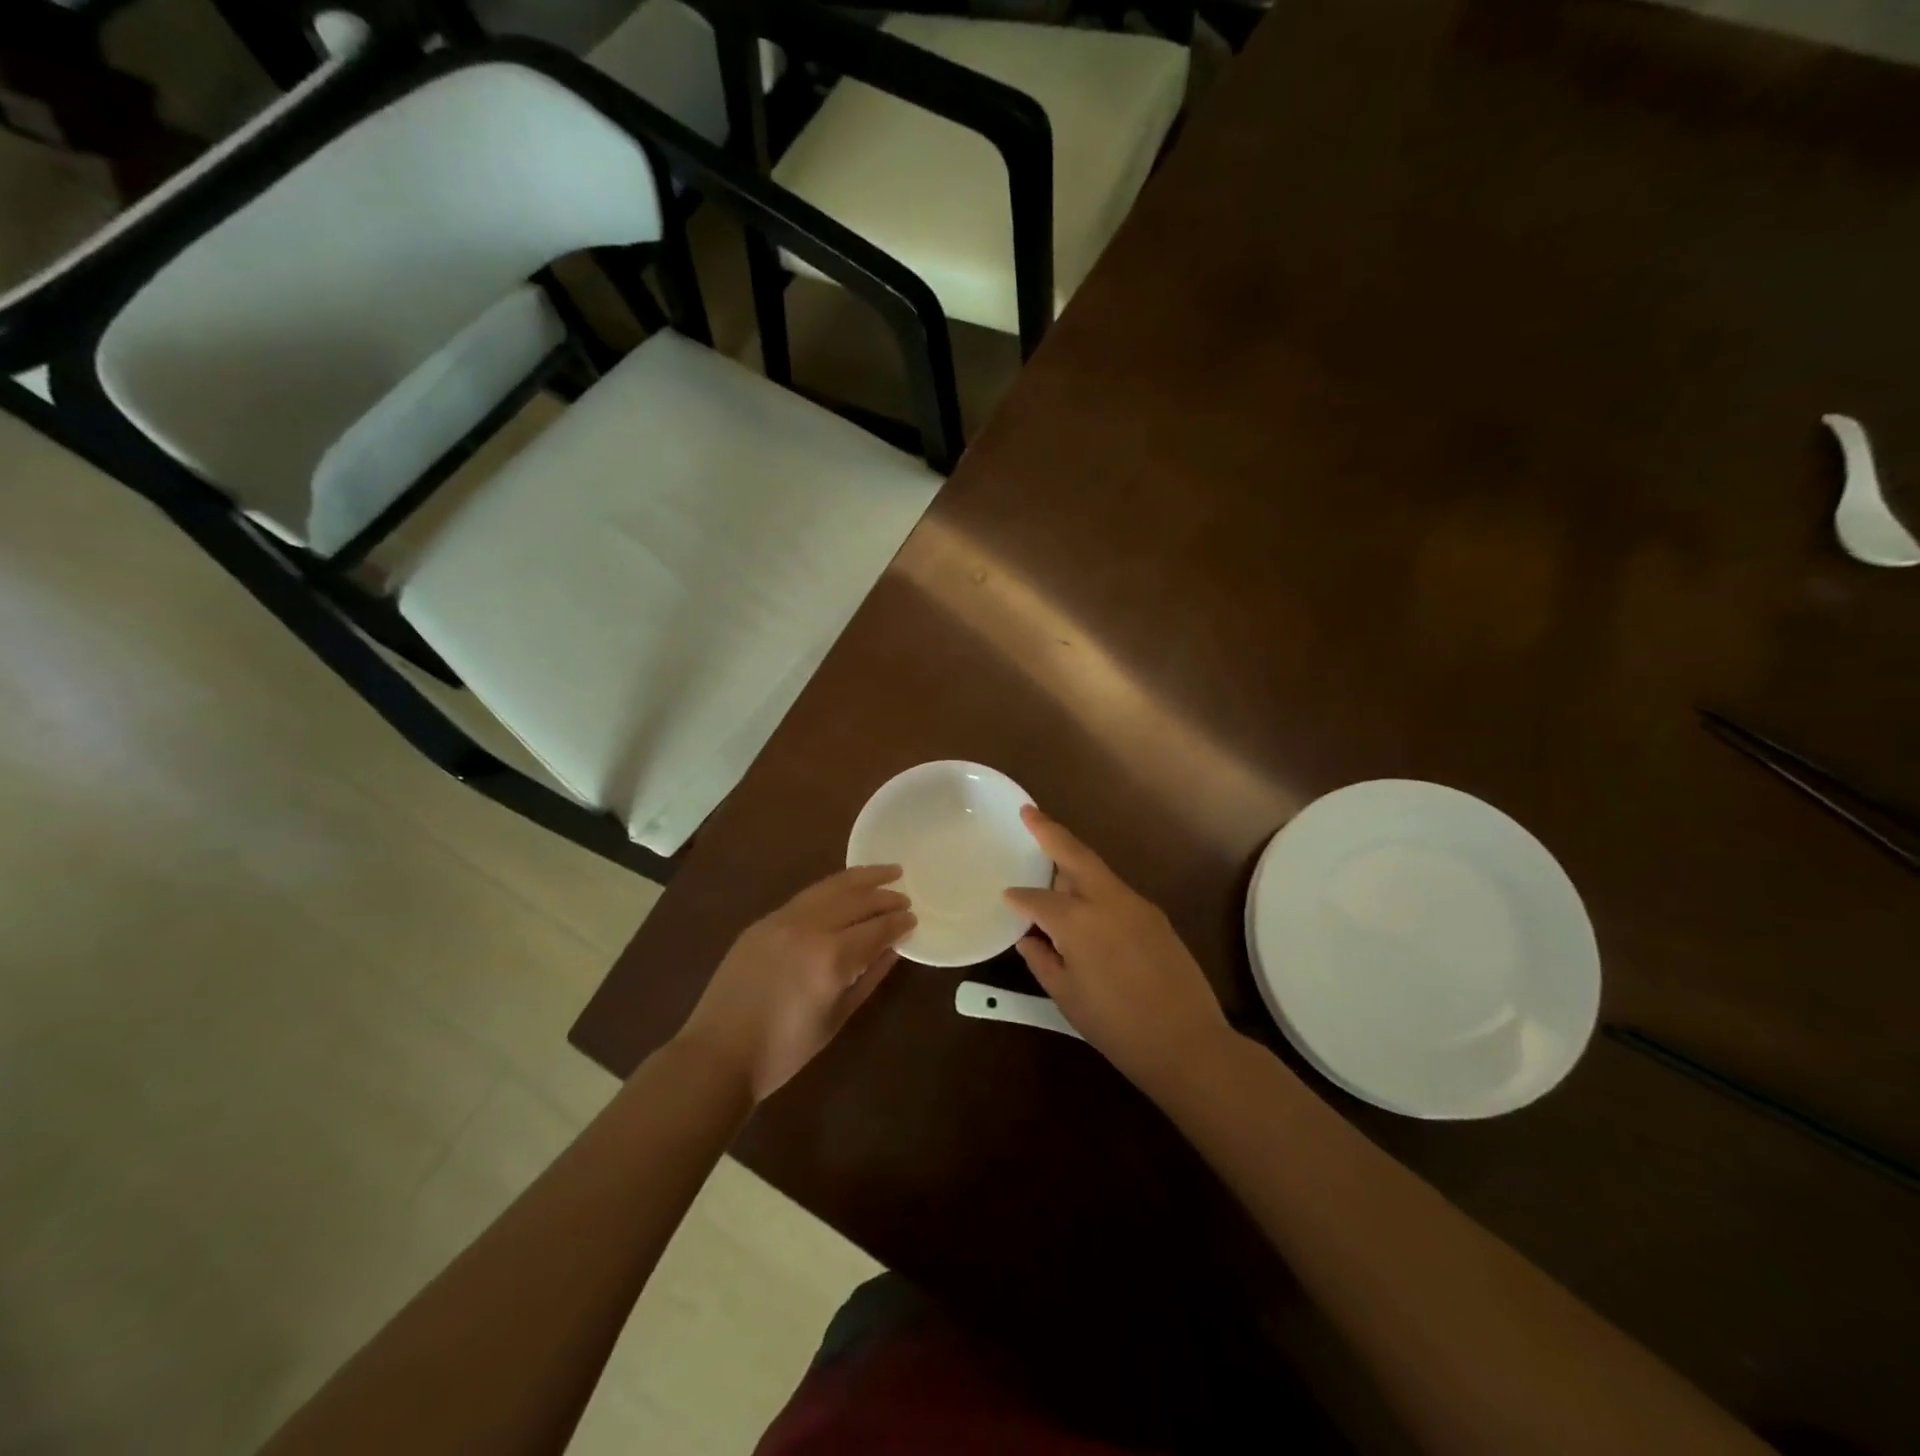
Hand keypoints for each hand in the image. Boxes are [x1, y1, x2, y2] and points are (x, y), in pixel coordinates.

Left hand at [680, 865, 914, 1101]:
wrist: (718, 1054)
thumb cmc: (784, 1050)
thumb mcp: (836, 1018)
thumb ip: (868, 978)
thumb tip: (892, 950)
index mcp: (830, 959)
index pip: (876, 929)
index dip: (898, 923)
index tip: (914, 918)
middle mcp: (809, 929)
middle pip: (856, 900)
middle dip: (885, 896)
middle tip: (905, 896)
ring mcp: (783, 920)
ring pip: (830, 887)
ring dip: (861, 878)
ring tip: (885, 871)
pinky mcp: (764, 921)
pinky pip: (807, 896)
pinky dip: (832, 888)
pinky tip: (844, 888)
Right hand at [1004, 807, 1229, 1089]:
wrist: (1188, 1043)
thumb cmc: (1117, 1026)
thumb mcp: (1068, 997)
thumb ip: (1043, 960)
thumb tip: (1029, 938)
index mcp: (1078, 922)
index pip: (1038, 898)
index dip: (1019, 898)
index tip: (1006, 897)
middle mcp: (1107, 901)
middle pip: (1074, 854)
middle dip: (1049, 830)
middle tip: (1028, 811)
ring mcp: (1136, 904)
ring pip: (1098, 869)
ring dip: (1073, 858)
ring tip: (1051, 854)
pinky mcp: (1155, 915)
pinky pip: (1115, 890)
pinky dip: (1094, 885)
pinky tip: (1085, 900)